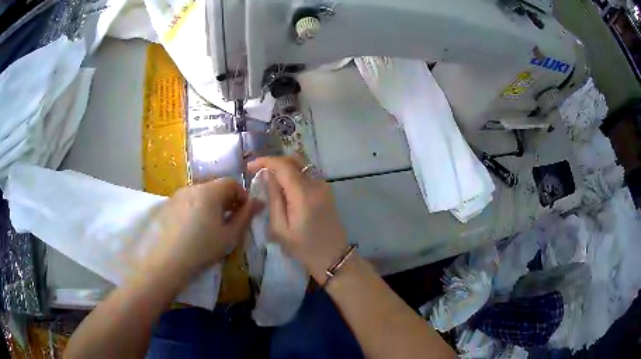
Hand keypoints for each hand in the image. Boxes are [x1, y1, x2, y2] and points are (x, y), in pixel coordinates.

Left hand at [139, 178, 260, 279]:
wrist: (166, 261)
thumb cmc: (202, 248)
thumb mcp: (229, 236)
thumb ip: (245, 216)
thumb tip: (258, 202)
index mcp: (210, 192)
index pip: (231, 183)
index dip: (242, 194)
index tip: (245, 211)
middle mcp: (193, 187)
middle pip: (215, 186)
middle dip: (226, 199)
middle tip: (230, 218)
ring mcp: (177, 195)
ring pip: (200, 193)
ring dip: (211, 203)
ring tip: (212, 224)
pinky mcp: (167, 204)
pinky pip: (187, 200)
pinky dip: (196, 207)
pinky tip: (193, 227)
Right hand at [248, 156, 348, 282]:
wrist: (333, 257)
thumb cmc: (303, 248)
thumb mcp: (280, 228)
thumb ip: (274, 198)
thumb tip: (267, 175)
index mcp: (303, 194)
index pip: (283, 165)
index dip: (265, 161)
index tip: (249, 167)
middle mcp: (316, 184)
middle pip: (294, 159)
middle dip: (274, 161)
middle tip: (258, 171)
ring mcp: (324, 186)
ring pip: (302, 164)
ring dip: (284, 165)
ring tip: (269, 177)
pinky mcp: (326, 191)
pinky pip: (308, 173)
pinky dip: (294, 172)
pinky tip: (284, 185)